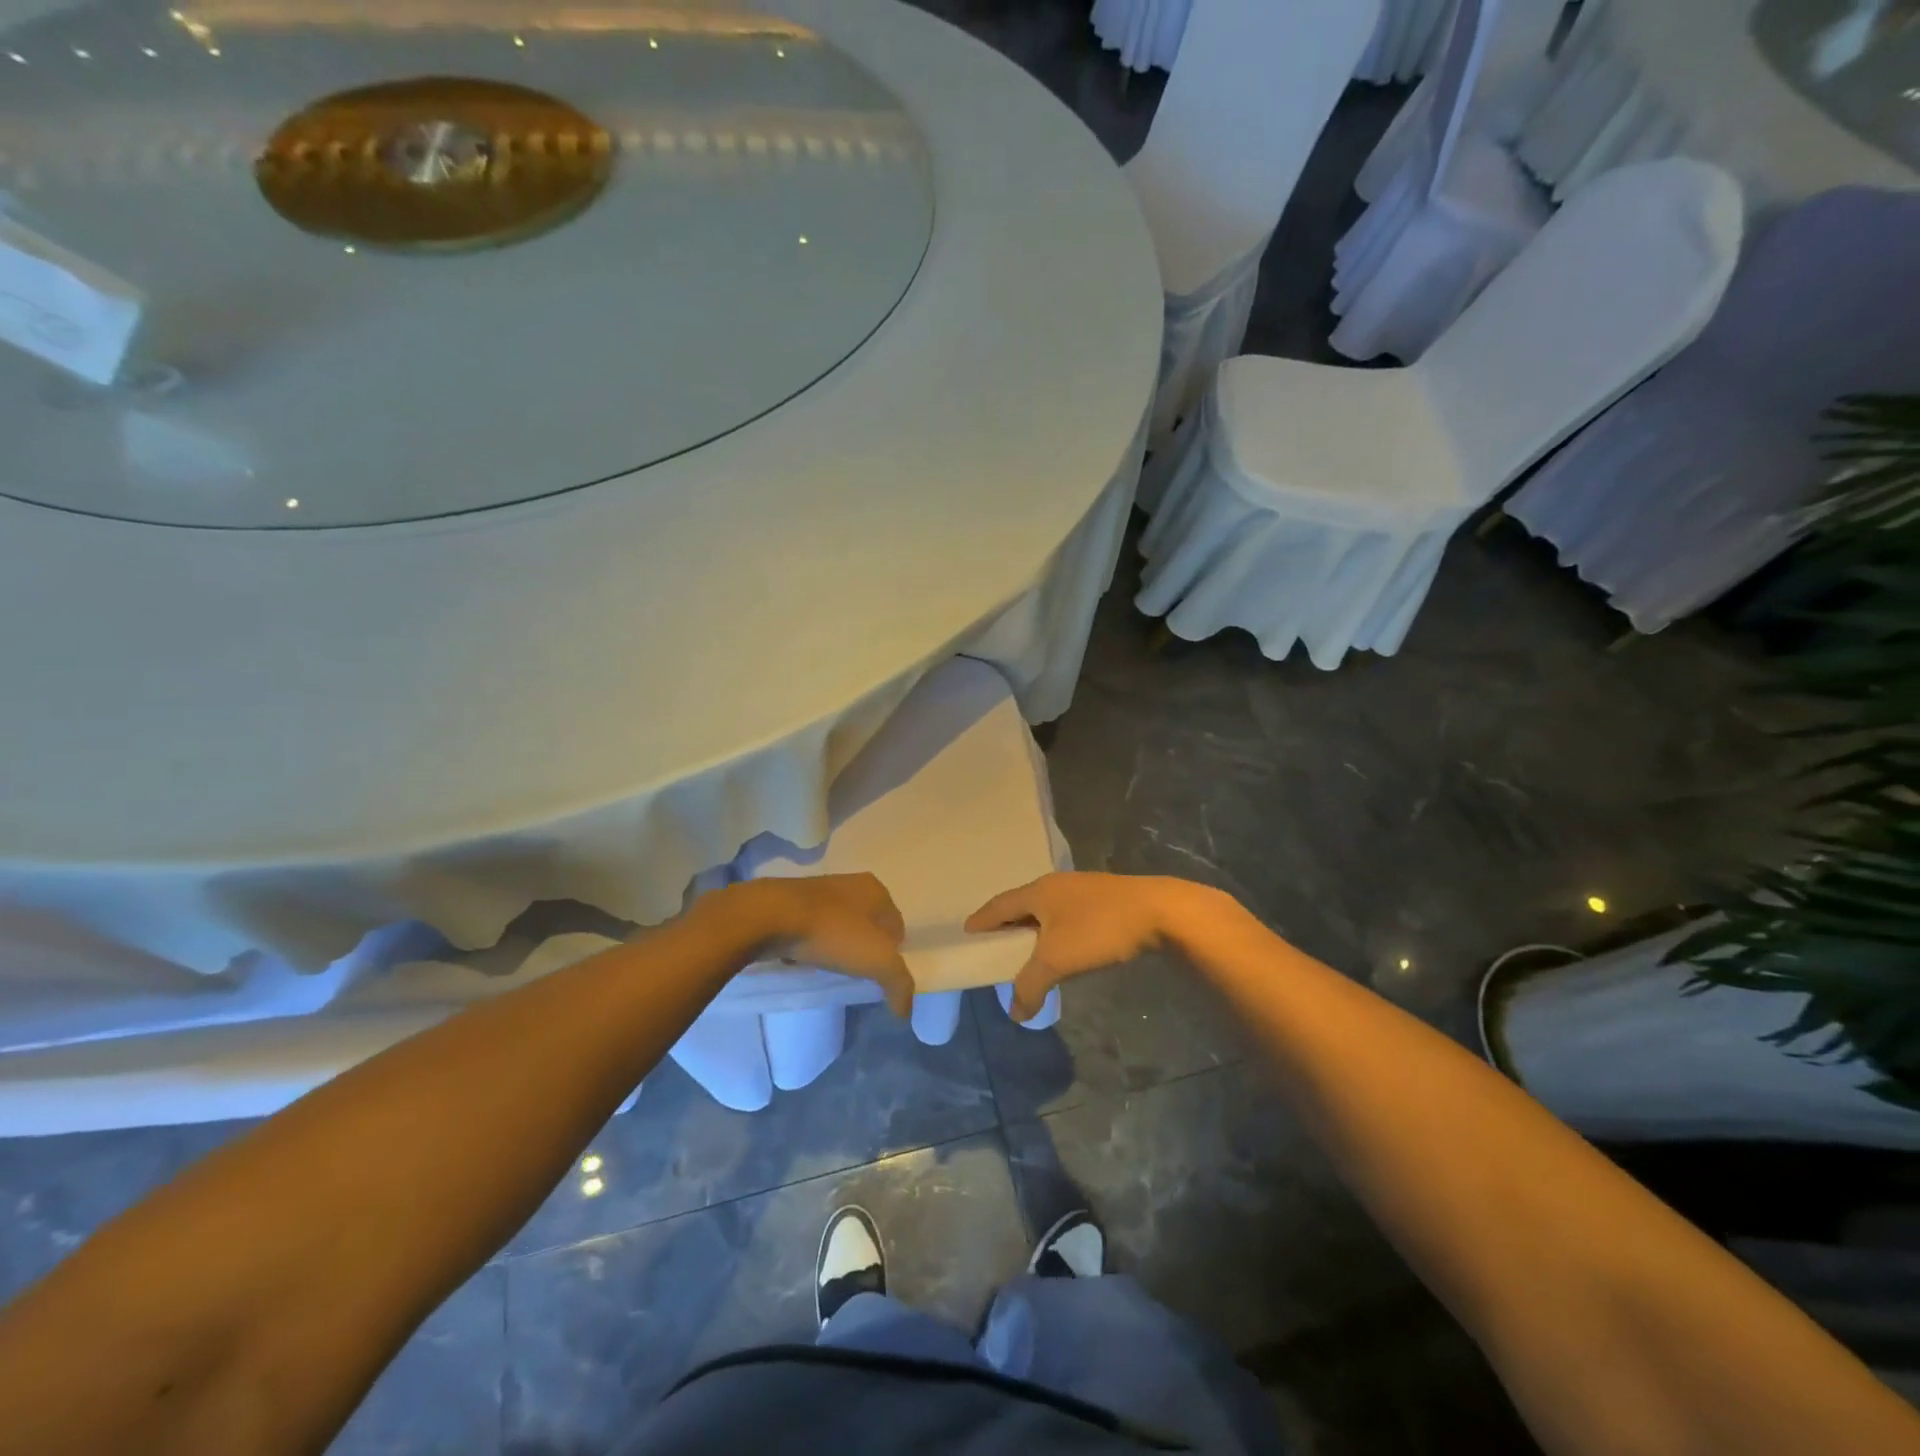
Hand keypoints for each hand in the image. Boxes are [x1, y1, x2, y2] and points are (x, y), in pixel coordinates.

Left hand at [728, 874, 913, 1016]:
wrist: (770, 916)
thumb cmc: (833, 932)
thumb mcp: (877, 961)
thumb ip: (899, 984)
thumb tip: (906, 1011)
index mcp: (877, 890)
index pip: (896, 926)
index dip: (892, 953)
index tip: (878, 975)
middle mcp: (851, 883)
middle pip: (868, 925)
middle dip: (864, 949)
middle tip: (855, 974)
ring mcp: (819, 890)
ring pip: (839, 925)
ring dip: (837, 945)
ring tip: (828, 968)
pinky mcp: (791, 901)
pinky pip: (811, 927)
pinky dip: (811, 942)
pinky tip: (804, 958)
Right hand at [965, 872, 1194, 1021]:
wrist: (1160, 911)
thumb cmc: (1099, 929)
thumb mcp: (1058, 960)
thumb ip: (1031, 985)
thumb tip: (1015, 1012)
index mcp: (1037, 892)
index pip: (999, 905)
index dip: (982, 920)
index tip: (967, 932)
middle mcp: (1055, 884)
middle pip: (1021, 904)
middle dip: (1006, 924)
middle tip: (995, 945)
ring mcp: (1081, 889)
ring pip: (1046, 909)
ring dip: (1033, 928)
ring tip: (1027, 950)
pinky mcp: (1103, 897)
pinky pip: (1066, 913)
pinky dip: (1055, 929)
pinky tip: (1063, 946)